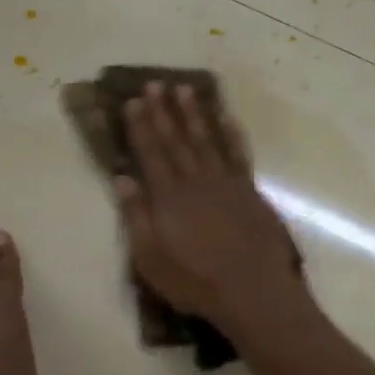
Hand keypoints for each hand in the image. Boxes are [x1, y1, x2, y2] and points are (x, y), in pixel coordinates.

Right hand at [115, 82, 306, 330]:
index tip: (133, 101)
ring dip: (195, 113)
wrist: (253, 291)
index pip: (150, 153)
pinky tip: (226, 117)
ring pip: (207, 138)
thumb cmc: (195, 281)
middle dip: (164, 110)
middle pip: (176, 139)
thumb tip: (122, 178)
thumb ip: (136, 216)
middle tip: (155, 83)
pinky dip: (231, 133)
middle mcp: (196, 181)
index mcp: (168, 197)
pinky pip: (238, 153)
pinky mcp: (250, 191)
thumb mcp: (150, 258)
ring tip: (185, 89)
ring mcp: (226, 183)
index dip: (140, 126)